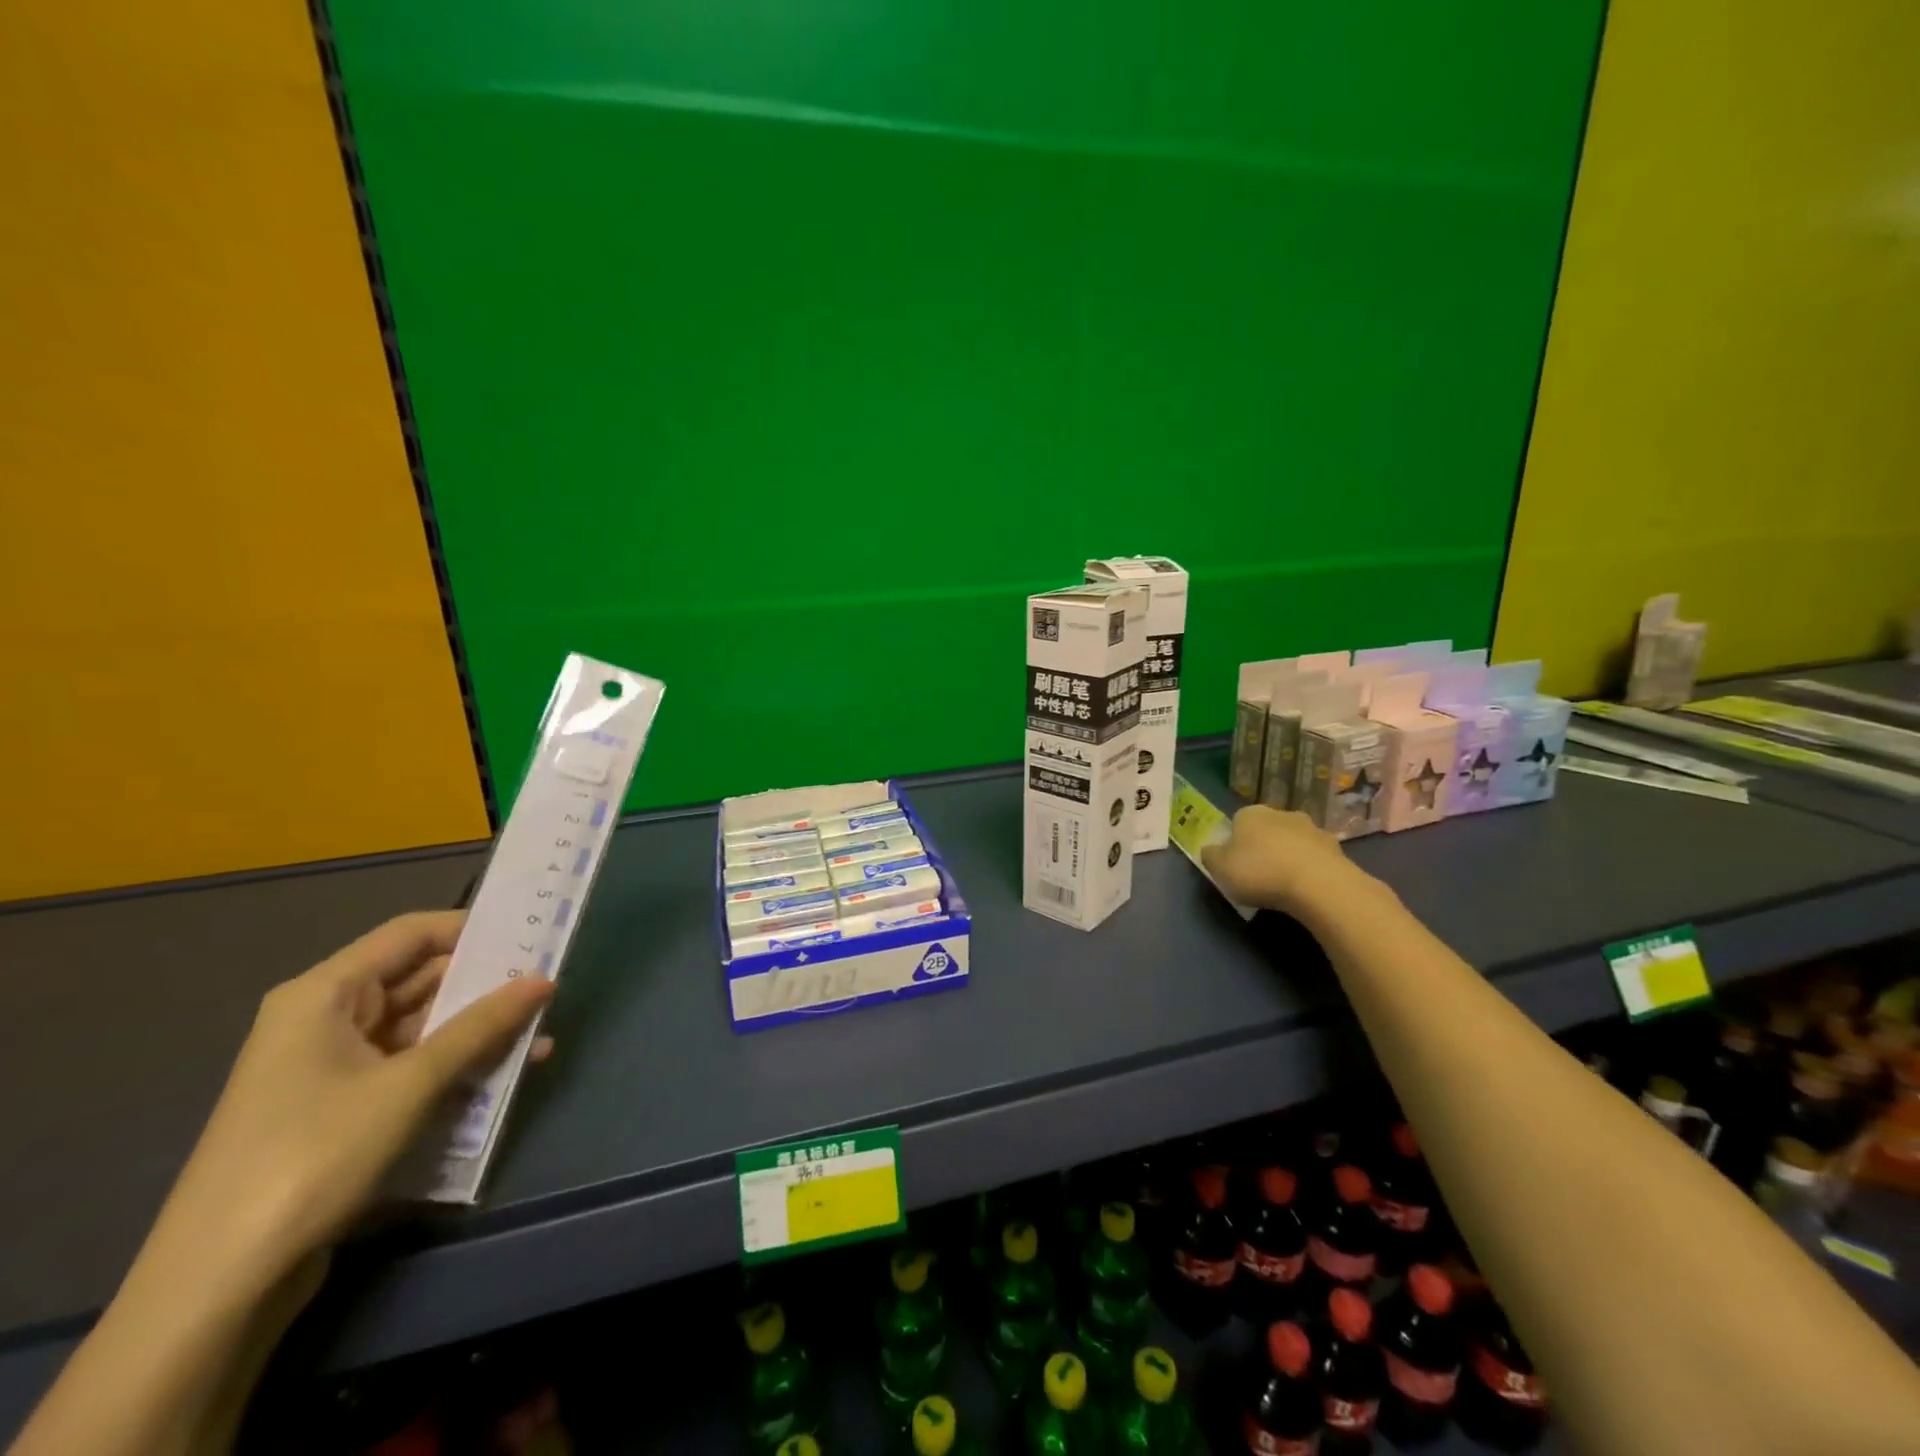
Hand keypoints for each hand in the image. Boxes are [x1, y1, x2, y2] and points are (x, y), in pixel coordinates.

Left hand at [152, 911, 553, 1289]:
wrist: (219, 1283)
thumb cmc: (314, 1156)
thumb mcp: (411, 1084)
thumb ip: (481, 1026)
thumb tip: (544, 979)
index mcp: (324, 995)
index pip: (411, 934)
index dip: (472, 929)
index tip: (532, 935)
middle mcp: (326, 1019)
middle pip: (419, 979)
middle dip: (486, 984)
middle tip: (550, 985)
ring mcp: (332, 1066)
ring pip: (422, 1027)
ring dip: (479, 1031)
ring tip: (541, 1035)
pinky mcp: (343, 1107)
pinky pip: (412, 1066)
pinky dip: (457, 1066)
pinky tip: (505, 1076)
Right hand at [1200, 804, 1371, 917]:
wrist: (1318, 885)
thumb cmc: (1260, 872)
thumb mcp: (1220, 868)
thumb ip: (1211, 856)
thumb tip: (1211, 850)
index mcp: (1250, 813)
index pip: (1237, 822)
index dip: (1234, 842)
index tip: (1235, 864)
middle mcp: (1282, 813)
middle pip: (1267, 829)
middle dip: (1264, 846)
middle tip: (1260, 874)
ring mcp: (1312, 829)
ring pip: (1294, 841)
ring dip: (1289, 856)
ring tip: (1286, 885)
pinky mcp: (1336, 848)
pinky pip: (1315, 858)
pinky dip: (1310, 869)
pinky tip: (1307, 889)